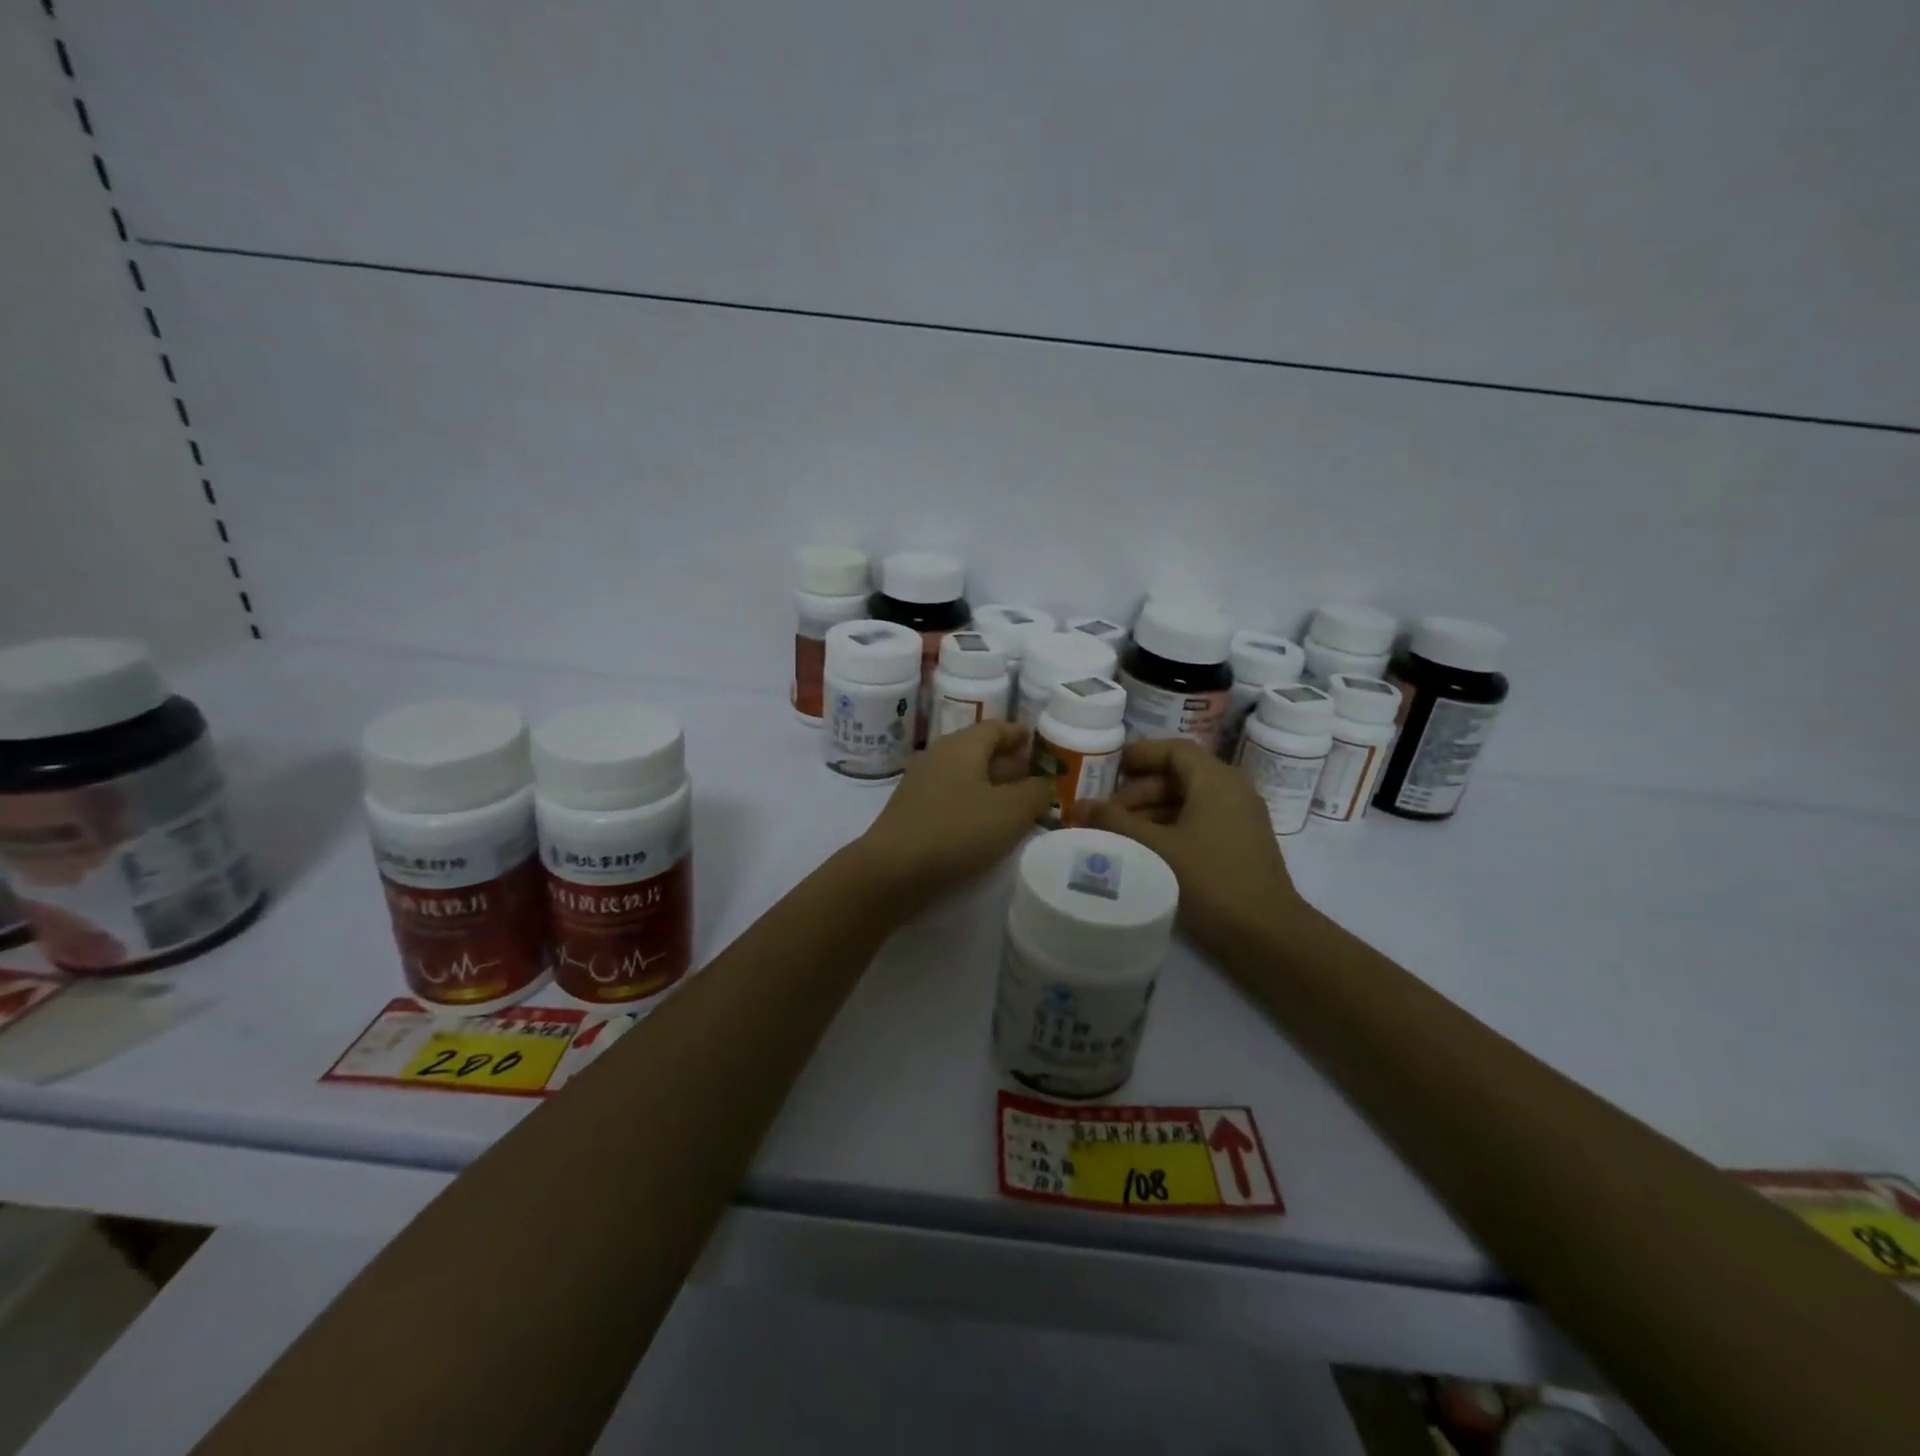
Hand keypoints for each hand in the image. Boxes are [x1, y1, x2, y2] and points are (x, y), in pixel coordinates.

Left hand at [854, 722, 1051, 905]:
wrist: (893, 869)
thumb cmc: (958, 830)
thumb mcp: (1011, 811)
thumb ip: (1035, 793)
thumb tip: (1044, 784)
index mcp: (963, 745)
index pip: (997, 727)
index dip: (1020, 734)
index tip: (1039, 744)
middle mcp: (940, 756)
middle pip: (980, 751)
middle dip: (1009, 763)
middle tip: (1035, 777)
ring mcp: (922, 784)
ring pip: (966, 776)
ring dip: (992, 787)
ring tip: (1018, 805)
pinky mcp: (913, 812)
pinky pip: (952, 798)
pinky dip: (974, 805)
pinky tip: (986, 827)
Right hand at [1075, 739, 1306, 955]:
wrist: (1266, 934)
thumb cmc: (1210, 879)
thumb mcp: (1155, 848)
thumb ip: (1115, 823)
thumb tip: (1080, 806)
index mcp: (1216, 781)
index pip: (1174, 750)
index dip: (1139, 754)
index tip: (1108, 768)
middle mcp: (1232, 791)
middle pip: (1179, 776)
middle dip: (1138, 791)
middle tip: (1105, 814)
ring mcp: (1239, 819)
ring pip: (1187, 801)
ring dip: (1151, 813)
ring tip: (1119, 835)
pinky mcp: (1239, 845)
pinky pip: (1199, 822)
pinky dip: (1169, 828)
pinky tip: (1146, 851)